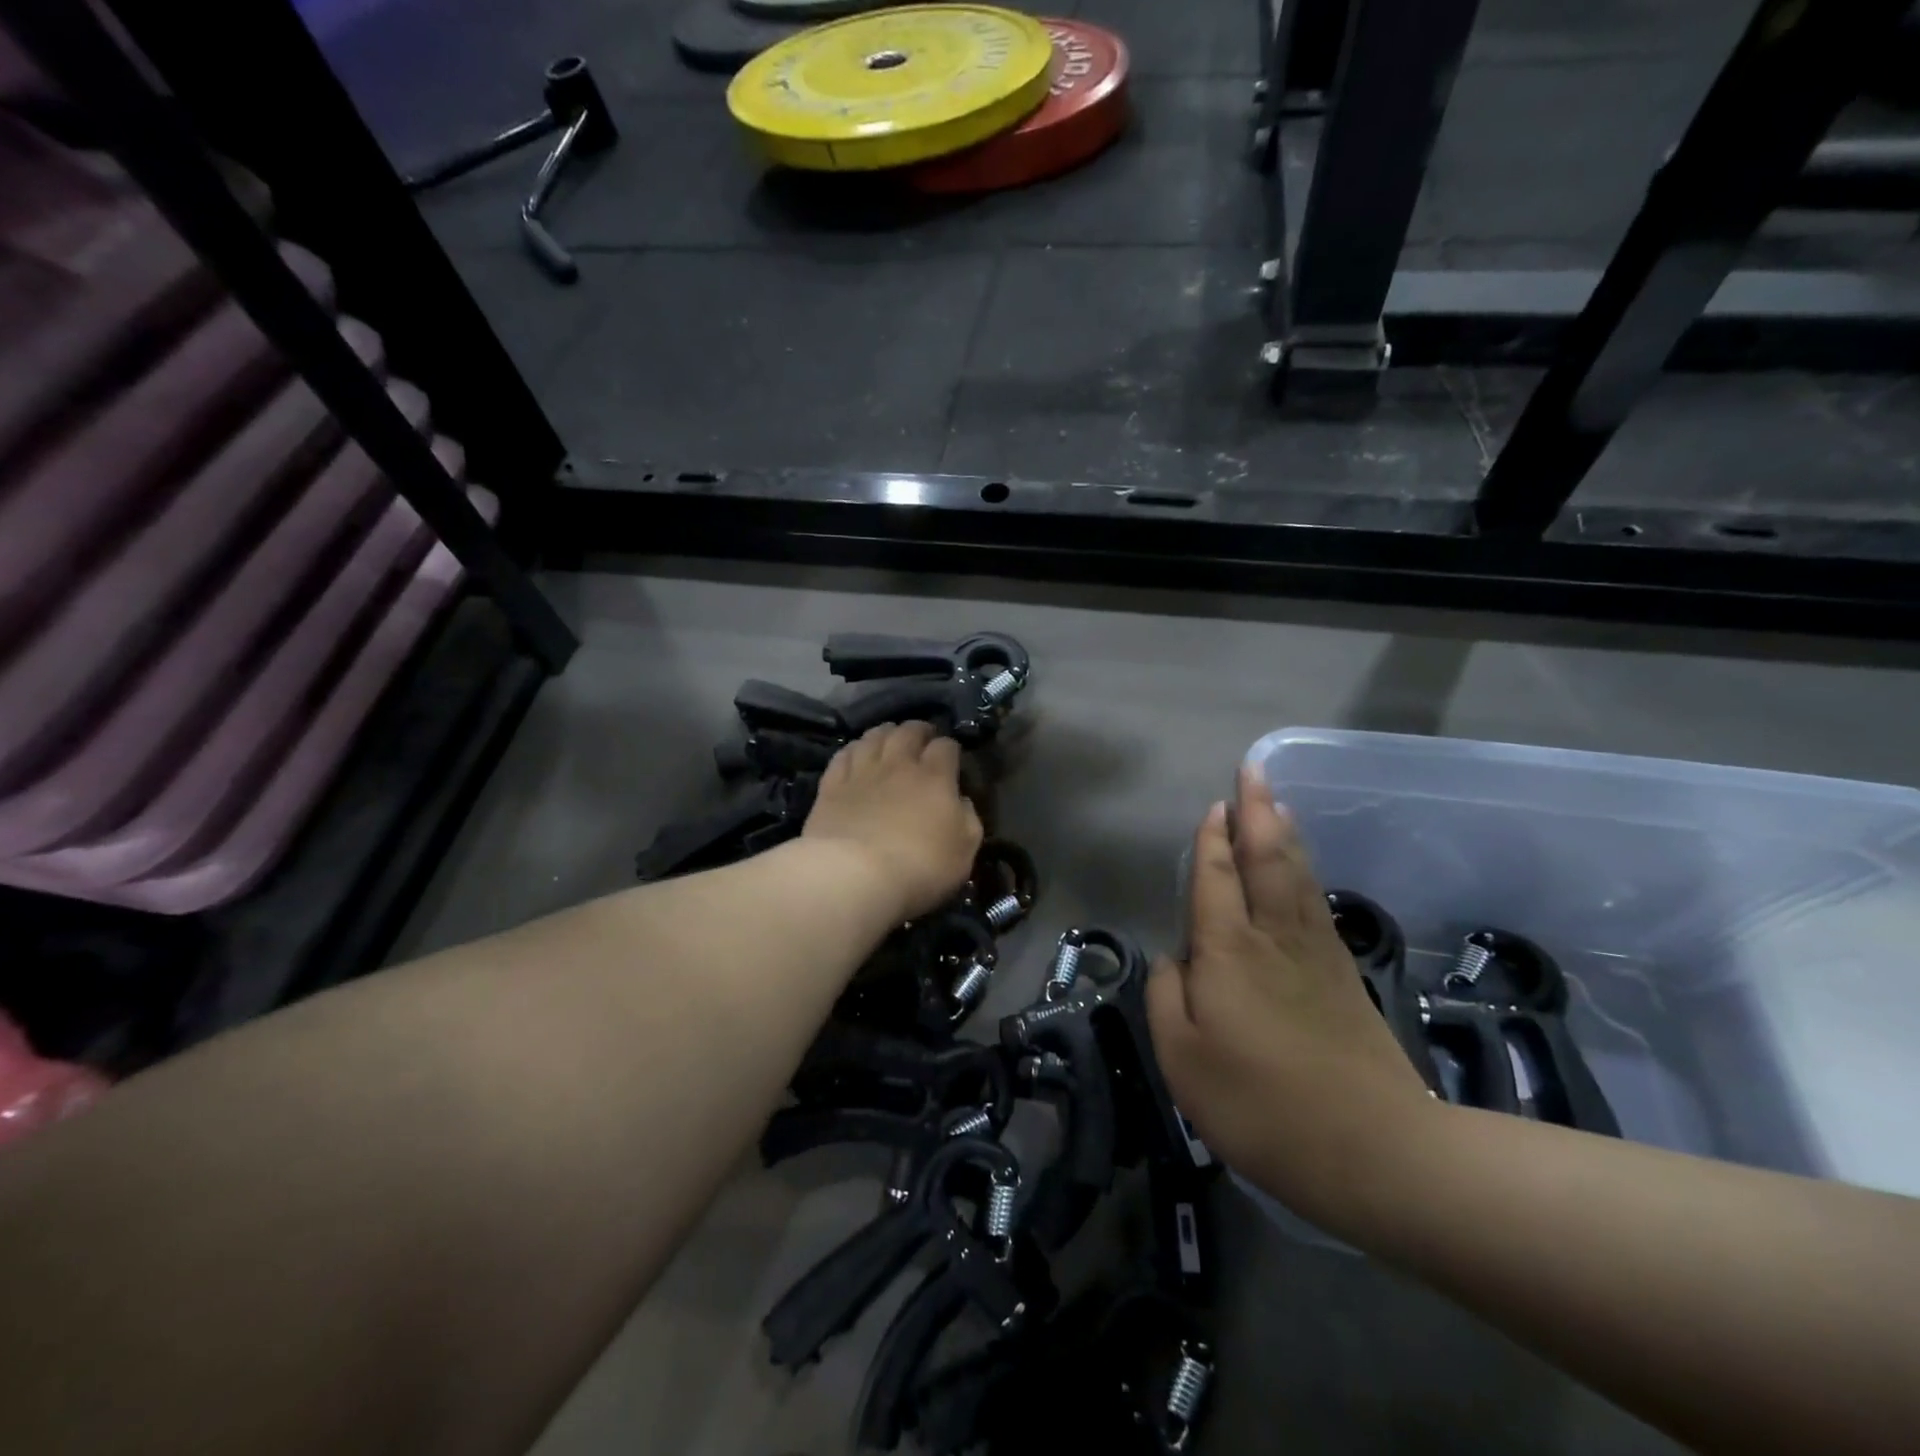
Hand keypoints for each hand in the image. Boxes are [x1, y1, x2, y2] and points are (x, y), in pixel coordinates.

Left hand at [803, 722, 983, 922]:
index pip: (946, 746)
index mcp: (935, 777)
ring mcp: (862, 772)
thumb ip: (968, 820)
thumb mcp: (963, 851)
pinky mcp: (832, 786)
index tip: (952, 756)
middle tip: (922, 737)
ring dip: (885, 733)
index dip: (950, 748)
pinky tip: (856, 754)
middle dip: (919, 730)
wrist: (854, 875)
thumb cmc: (919, 867)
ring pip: (874, 736)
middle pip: (908, 731)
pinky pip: (843, 755)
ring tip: (889, 738)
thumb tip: (961, 802)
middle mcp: (898, 764)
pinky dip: (854, 750)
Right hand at [1146, 764, 1433, 1231]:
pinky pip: (1316, 903)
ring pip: (1296, 875)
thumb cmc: (1260, 1105)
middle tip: (1253, 770)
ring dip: (1284, 832)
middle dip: (1257, 810)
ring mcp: (1314, 953)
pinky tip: (1303, 867)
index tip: (1216, 804)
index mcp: (1228, 950)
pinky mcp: (1342, 976)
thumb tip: (1173, 960)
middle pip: (1265, 858)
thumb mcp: (1182, 1059)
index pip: (1217, 877)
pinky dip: (1306, 871)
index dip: (1212, 840)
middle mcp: (1272, 936)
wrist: (1373, 1151)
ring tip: (1277, 803)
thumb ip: (1166, 997)